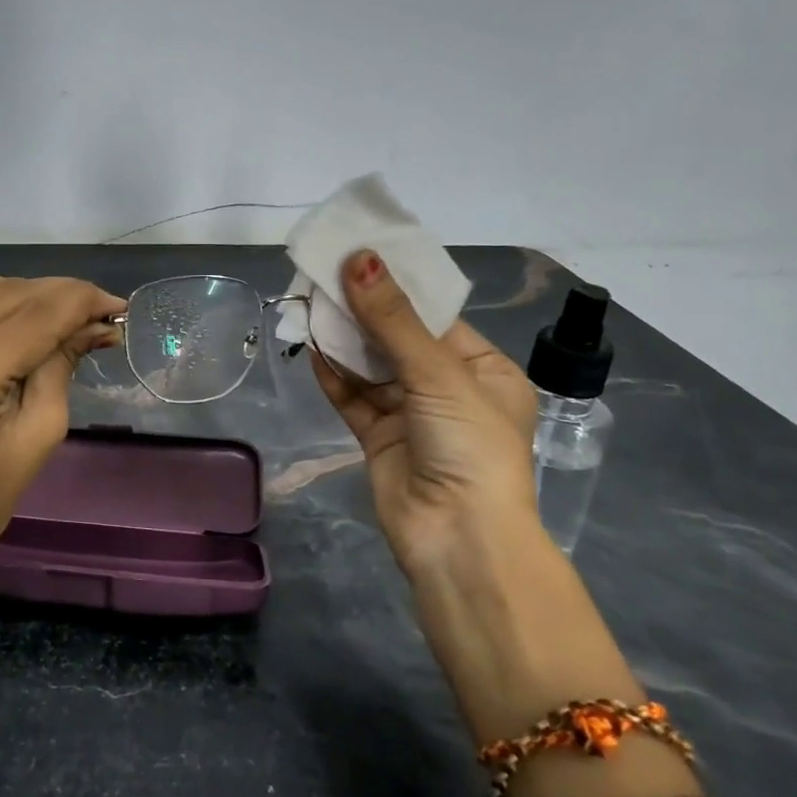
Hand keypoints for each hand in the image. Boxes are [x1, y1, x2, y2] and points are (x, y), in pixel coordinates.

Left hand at [0, 268, 124, 564]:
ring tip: (53, 319)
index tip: (117, 306)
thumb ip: (63, 364)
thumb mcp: (42, 432)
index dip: (82, 301)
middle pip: (7, 293)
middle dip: (60, 296)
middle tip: (95, 314)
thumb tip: (97, 322)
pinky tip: (11, 323)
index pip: (34, 317)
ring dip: (24, 293)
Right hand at [312, 250, 540, 572]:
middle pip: (399, 340)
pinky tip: (312, 348)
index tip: (360, 256)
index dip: (398, 289)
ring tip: (311, 303)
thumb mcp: (439, 375)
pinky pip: (354, 399)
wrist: (458, 540)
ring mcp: (412, 416)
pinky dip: (334, 375)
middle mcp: (449, 390)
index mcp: (484, 371)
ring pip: (372, 368)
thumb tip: (360, 259)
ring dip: (344, 341)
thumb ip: (393, 320)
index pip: (436, 319)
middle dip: (364, 312)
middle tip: (325, 276)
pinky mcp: (380, 439)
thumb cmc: (469, 447)